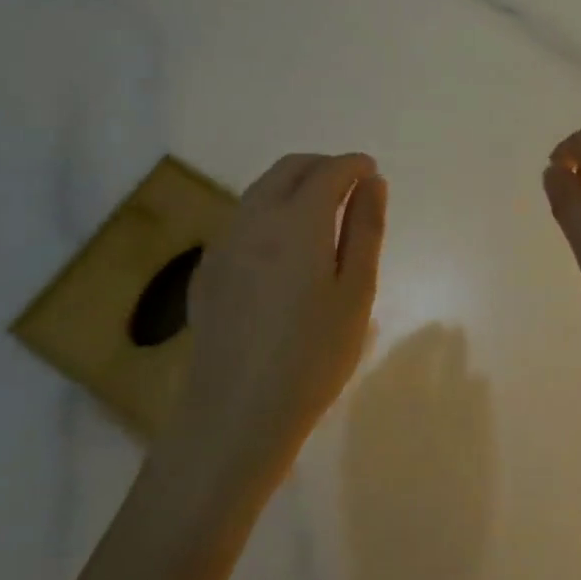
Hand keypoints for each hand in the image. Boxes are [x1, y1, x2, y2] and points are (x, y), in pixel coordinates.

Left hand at [175, 153, 386, 502]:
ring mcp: (223, 244)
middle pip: (288, 169)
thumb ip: (366, 229)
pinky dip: (270, 212)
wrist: (236, 414)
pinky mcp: (207, 270)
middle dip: (323, 166)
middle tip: (352, 186)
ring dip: (294, 186)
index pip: (328, 171)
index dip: (354, 165)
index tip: (372, 172)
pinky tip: (284, 247)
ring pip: (261, 191)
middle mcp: (254, 219)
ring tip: (323, 214)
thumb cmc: (313, 355)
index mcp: (297, 221)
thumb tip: (372, 182)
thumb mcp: (356, 291)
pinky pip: (242, 219)